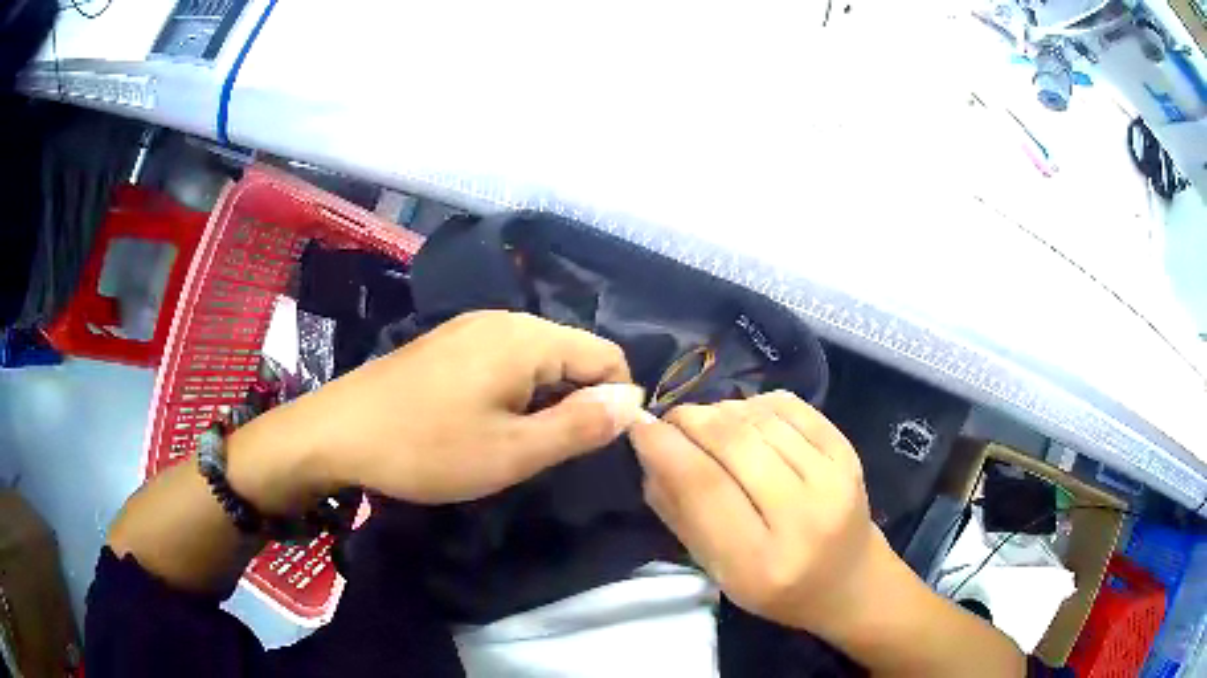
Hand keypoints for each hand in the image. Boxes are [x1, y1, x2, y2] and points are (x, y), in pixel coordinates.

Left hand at [227, 311, 645, 512]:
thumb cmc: (427, 447)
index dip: (616, 400)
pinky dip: (516, 392)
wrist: (338, 433)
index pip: (606, 354)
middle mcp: (504, 319)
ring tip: (519, 443)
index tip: (597, 447)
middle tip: (552, 453)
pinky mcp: (449, 343)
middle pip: (572, 353)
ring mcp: (471, 327)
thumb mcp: (512, 451)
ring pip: (538, 359)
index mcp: (527, 337)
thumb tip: (632, 401)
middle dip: (579, 401)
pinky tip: (487, 423)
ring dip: (546, 400)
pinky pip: (505, 360)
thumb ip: (580, 425)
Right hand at [630, 391, 887, 639]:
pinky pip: (792, 408)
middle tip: (670, 421)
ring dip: (721, 410)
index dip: (665, 448)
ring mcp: (834, 479)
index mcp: (760, 563)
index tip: (639, 427)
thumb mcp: (717, 571)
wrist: (849, 580)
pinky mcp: (849, 453)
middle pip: (734, 444)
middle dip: (690, 420)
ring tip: (705, 423)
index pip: (704, 488)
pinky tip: (745, 417)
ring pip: (761, 419)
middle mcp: (804, 517)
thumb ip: (680, 515)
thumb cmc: (776, 589)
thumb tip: (651, 452)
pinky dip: (757, 403)